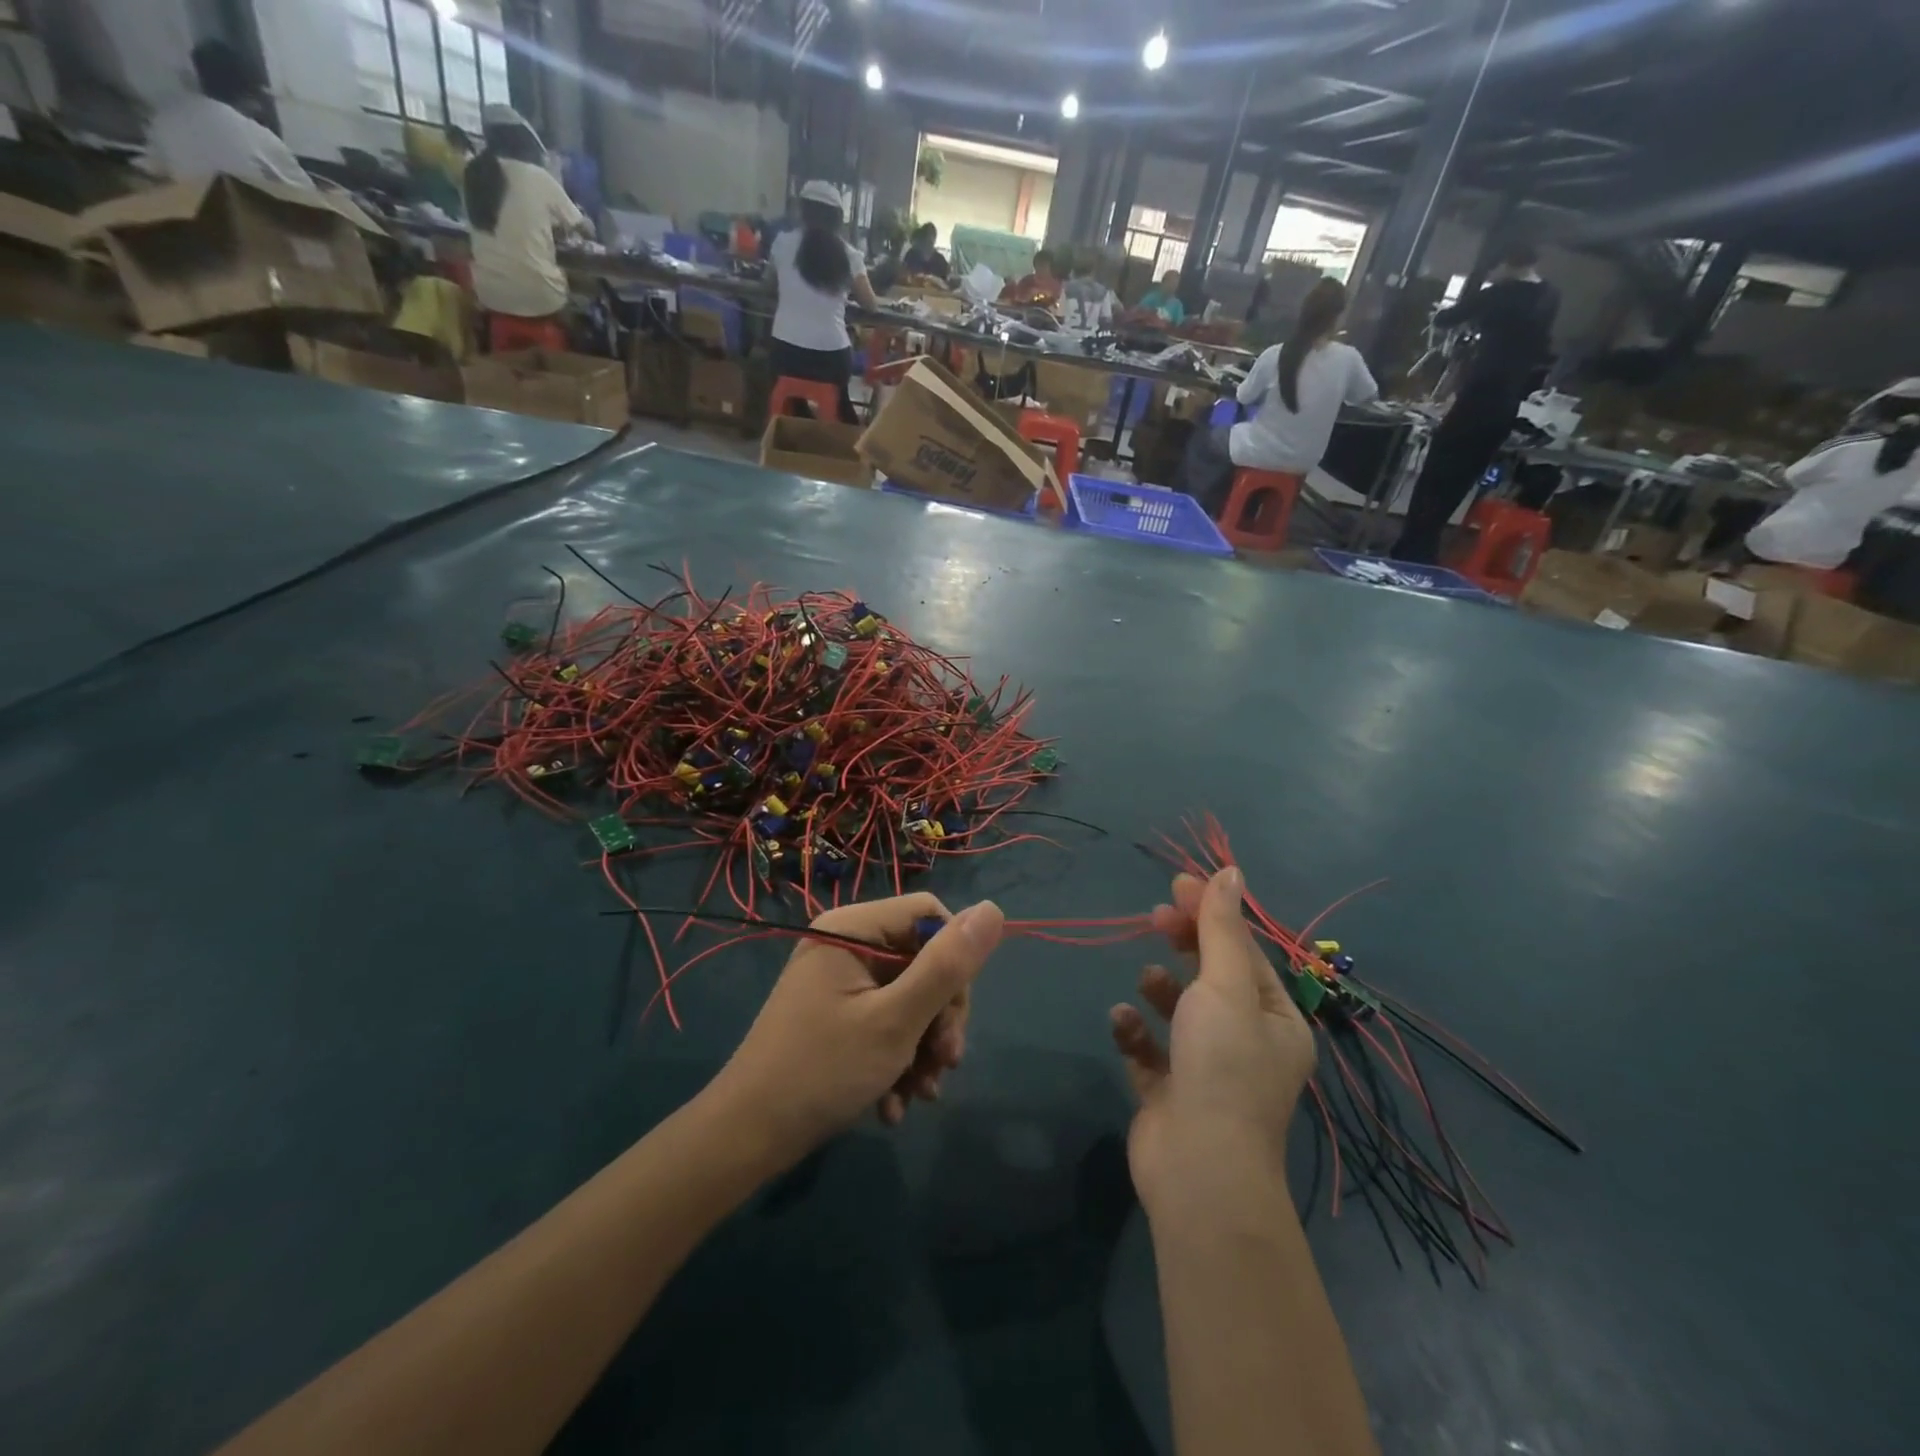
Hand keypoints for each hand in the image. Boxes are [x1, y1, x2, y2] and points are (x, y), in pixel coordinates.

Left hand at [713, 894, 1004, 1160]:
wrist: (745, 1140)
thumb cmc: (822, 1072)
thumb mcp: (896, 1021)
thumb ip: (947, 966)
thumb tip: (994, 908)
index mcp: (853, 927)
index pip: (930, 916)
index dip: (954, 962)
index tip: (954, 1018)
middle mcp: (846, 943)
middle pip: (921, 960)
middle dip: (939, 1018)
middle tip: (944, 1066)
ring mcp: (839, 980)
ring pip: (908, 997)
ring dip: (922, 1047)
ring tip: (921, 1095)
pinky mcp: (835, 1013)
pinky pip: (883, 1019)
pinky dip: (896, 1058)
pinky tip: (895, 1103)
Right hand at [1108, 868, 1315, 1213]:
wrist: (1198, 1169)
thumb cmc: (1222, 1066)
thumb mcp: (1225, 986)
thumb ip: (1220, 929)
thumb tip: (1229, 872)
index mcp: (1276, 1020)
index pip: (1244, 953)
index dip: (1213, 915)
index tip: (1178, 885)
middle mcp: (1247, 1044)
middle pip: (1213, 977)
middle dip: (1186, 945)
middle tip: (1156, 918)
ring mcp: (1206, 1070)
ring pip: (1180, 1012)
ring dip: (1161, 990)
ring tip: (1147, 982)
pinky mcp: (1169, 1092)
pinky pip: (1150, 1049)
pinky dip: (1135, 1031)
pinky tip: (1122, 1021)